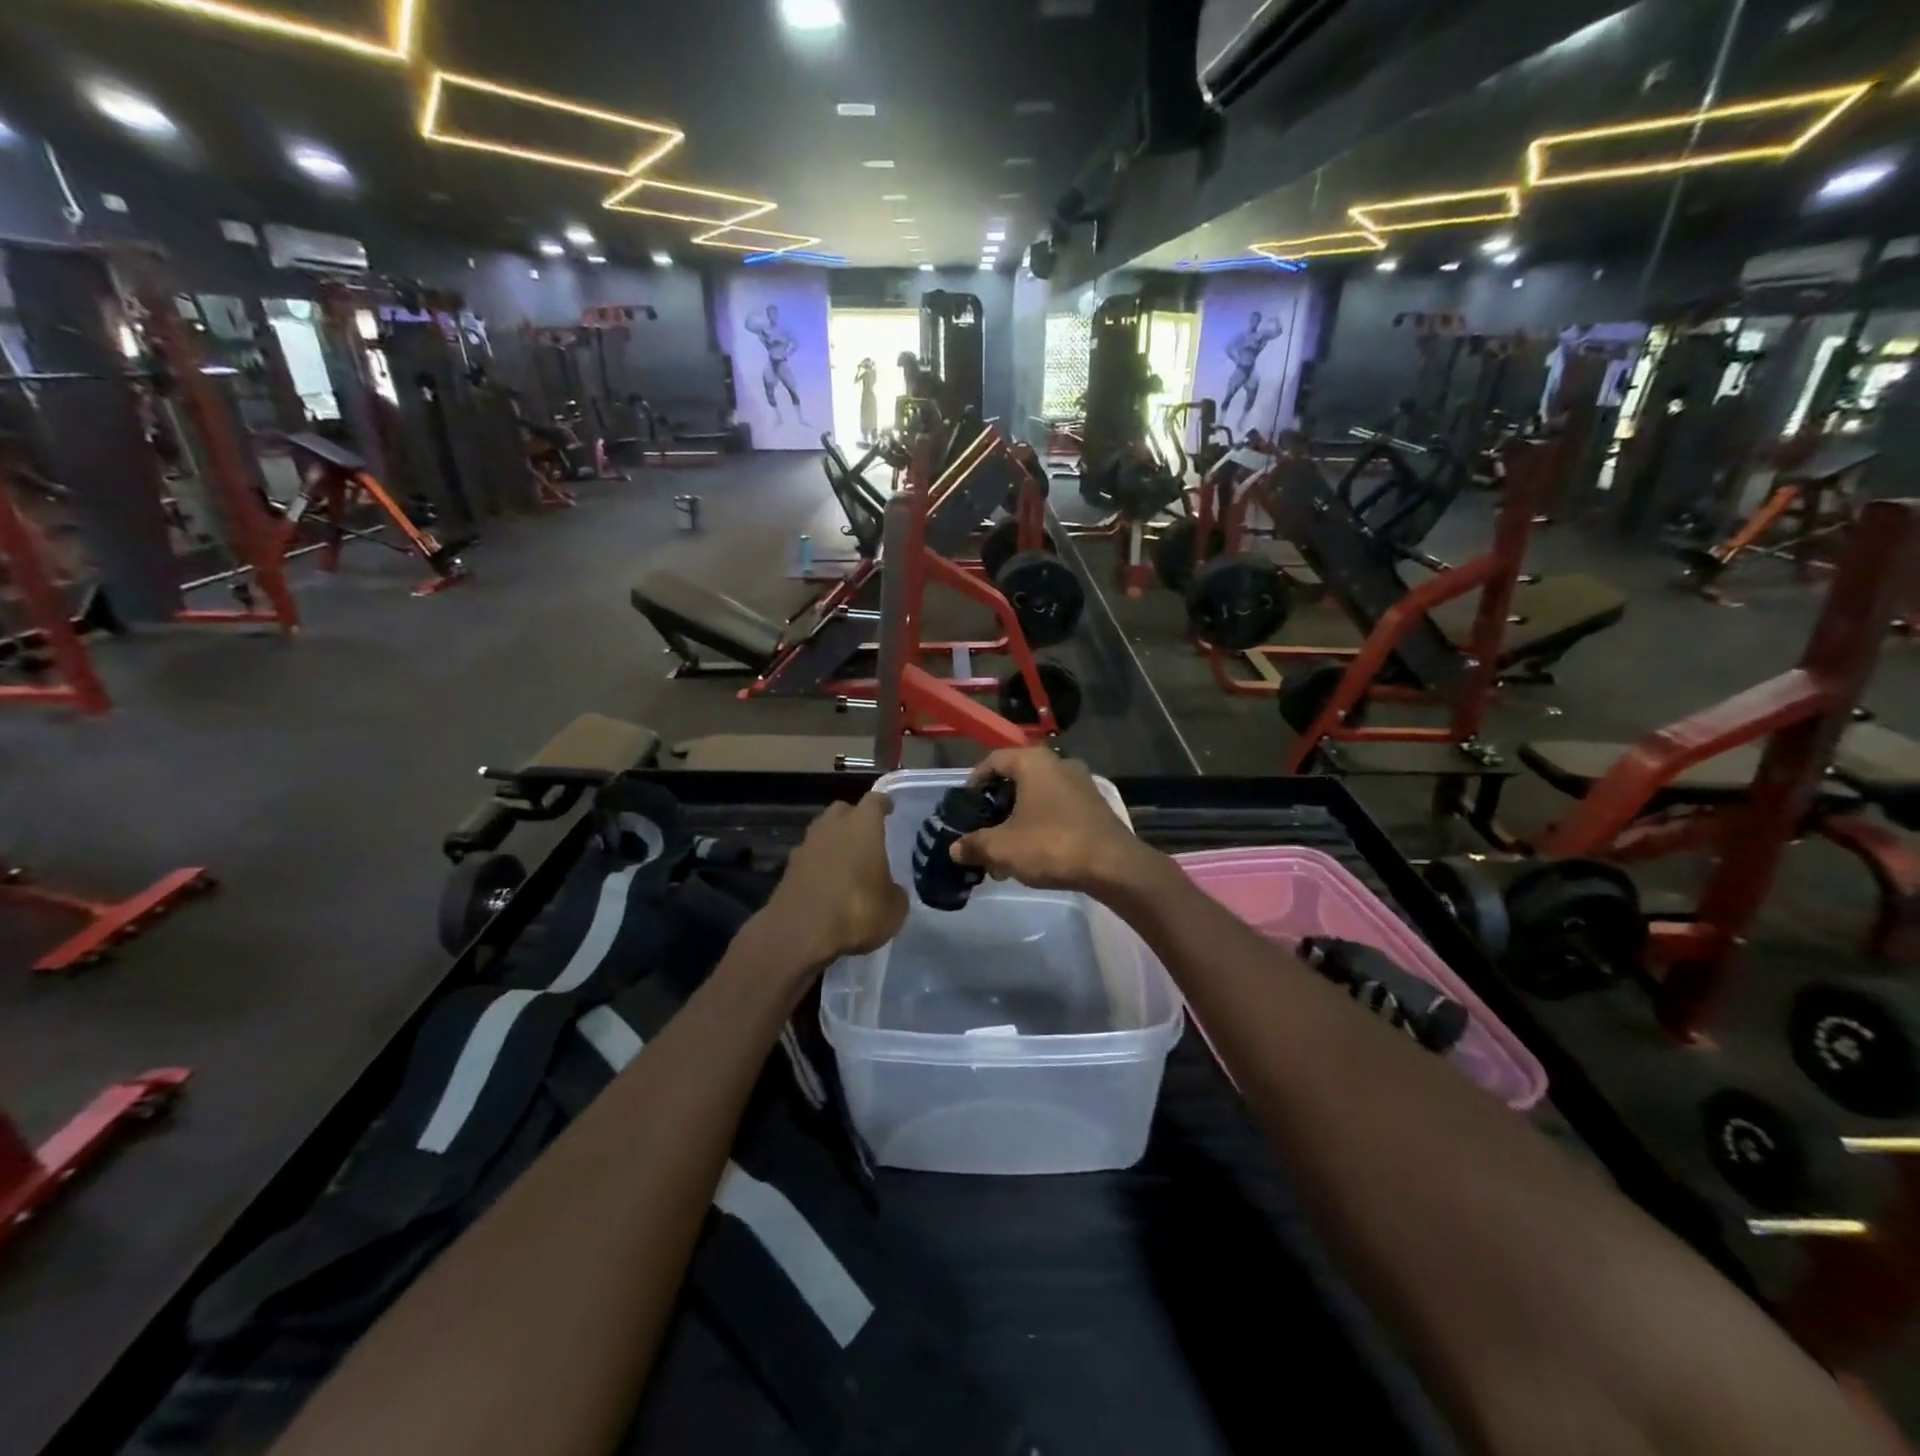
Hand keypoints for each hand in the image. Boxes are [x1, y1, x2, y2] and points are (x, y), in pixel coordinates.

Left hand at [762, 793, 907, 966]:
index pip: (875, 800)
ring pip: (822, 831)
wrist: (800, 932)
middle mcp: (832, 827)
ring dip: (833, 841)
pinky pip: (808, 857)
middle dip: (854, 818)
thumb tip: (891, 890)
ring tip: (846, 860)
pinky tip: (826, 882)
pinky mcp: (788, 868)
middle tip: (866, 835)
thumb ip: (895, 892)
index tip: (889, 808)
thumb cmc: (856, 910)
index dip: (883, 804)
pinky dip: (817, 864)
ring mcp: (806, 845)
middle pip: (843, 810)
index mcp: (863, 826)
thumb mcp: (893, 909)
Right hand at [949, 749, 1160, 897]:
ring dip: (1017, 818)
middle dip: (996, 806)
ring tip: (1005, 849)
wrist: (1113, 866)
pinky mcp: (1094, 805)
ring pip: (1037, 795)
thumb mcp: (1003, 848)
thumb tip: (955, 848)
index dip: (973, 782)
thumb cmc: (1051, 845)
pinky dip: (1040, 823)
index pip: (993, 760)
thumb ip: (975, 844)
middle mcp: (1058, 763)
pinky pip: (1056, 807)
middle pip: (1015, 778)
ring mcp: (1080, 783)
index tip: (964, 806)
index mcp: (1033, 761)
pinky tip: (1033, 852)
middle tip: (982, 830)